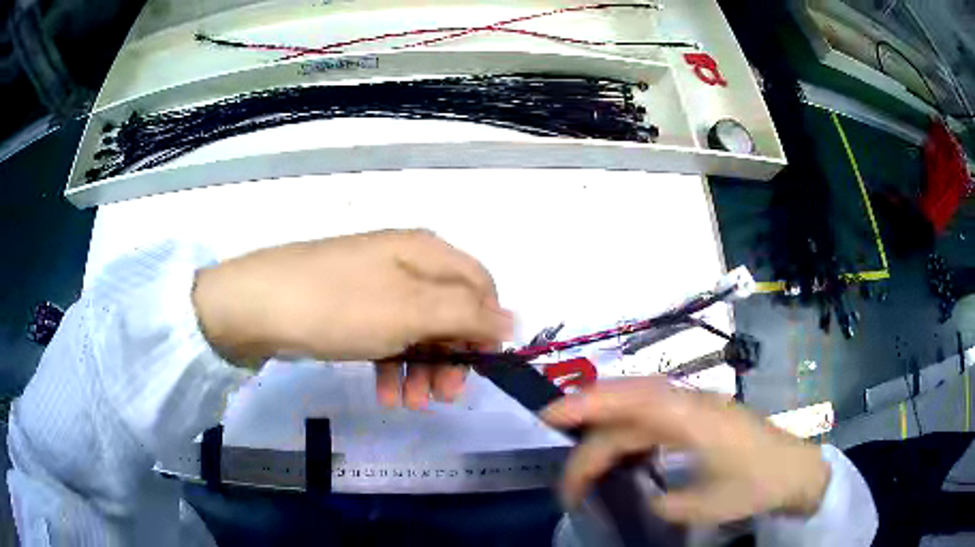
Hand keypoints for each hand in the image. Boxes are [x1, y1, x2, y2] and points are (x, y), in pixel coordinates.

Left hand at [192, 229, 512, 407]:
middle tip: (448, 395)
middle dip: (453, 355)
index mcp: (425, 253)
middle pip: (449, 310)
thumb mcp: (411, 311)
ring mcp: (375, 287)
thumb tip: (513, 319)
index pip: (480, 285)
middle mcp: (405, 264)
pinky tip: (387, 393)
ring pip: (418, 329)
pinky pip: (386, 337)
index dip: (487, 325)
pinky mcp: (351, 308)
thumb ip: (467, 314)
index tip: (483, 365)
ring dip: (423, 368)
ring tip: (413, 403)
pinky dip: (392, 365)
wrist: (257, 305)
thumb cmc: (339, 306)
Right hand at [541, 378, 830, 524]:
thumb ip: (666, 502)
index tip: (548, 426)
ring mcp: (695, 406)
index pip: (630, 407)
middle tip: (554, 440)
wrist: (795, 467)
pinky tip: (620, 447)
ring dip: (604, 418)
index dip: (585, 409)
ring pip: (638, 402)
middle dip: (584, 414)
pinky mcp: (698, 416)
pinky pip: (652, 413)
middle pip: (628, 401)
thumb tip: (643, 496)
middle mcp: (690, 403)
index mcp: (693, 419)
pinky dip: (626, 425)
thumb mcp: (710, 505)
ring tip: (579, 444)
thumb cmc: (758, 483)